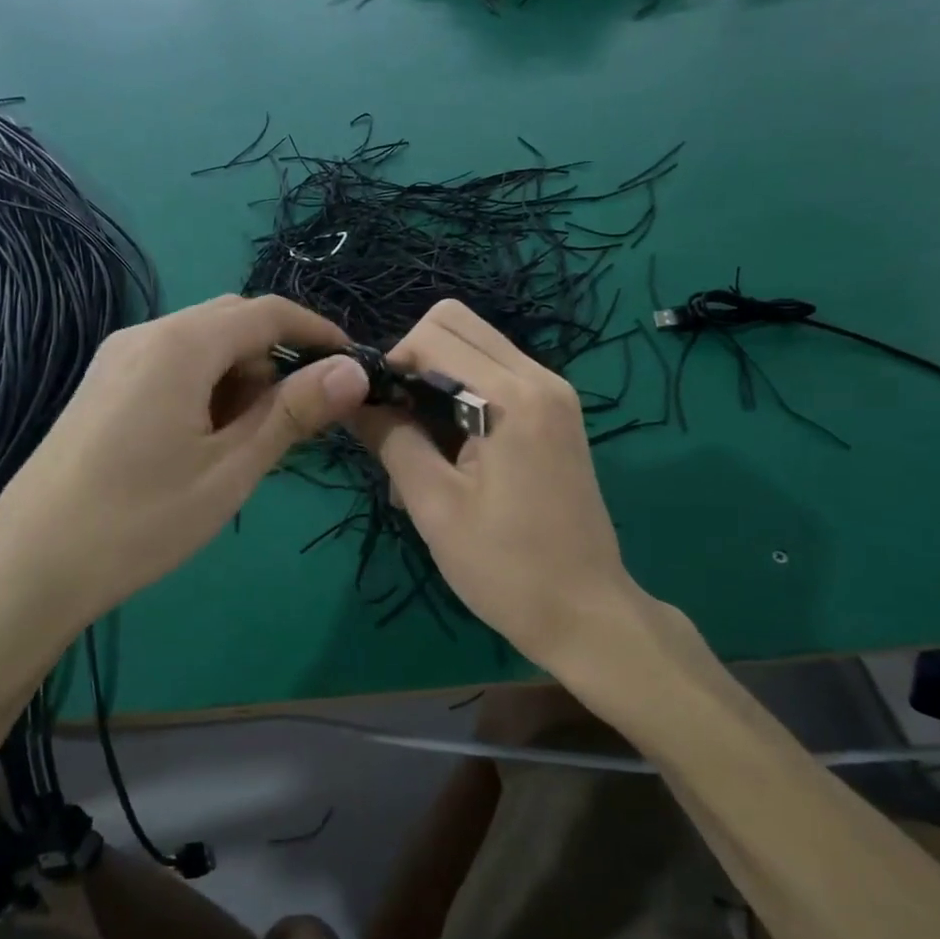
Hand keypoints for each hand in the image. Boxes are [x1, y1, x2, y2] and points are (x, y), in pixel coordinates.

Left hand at [0, 295, 368, 685]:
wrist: (30, 565)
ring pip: (201, 347)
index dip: (317, 333)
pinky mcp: (102, 387)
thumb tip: (354, 370)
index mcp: (180, 344)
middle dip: (275, 360)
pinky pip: (171, 367)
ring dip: (239, 379)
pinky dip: (205, 390)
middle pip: (232, 323)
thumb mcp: (232, 468)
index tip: (352, 367)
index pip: (267, 313)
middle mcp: (146, 335)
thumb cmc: (142, 518)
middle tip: (297, 420)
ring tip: (245, 445)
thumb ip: (294, 412)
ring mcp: (117, 359)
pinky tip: (203, 443)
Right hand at [347, 300, 648, 667]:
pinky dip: (463, 398)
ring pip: (476, 349)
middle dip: (415, 362)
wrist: (587, 614)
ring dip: (437, 382)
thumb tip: (352, 399)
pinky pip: (497, 378)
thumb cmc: (506, 568)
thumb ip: (391, 440)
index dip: (393, 364)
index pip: (435, 334)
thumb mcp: (435, 507)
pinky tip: (452, 455)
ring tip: (421, 448)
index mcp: (514, 397)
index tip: (378, 415)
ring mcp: (554, 395)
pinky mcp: (556, 415)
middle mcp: (540, 378)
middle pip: (457, 325)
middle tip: (399, 422)